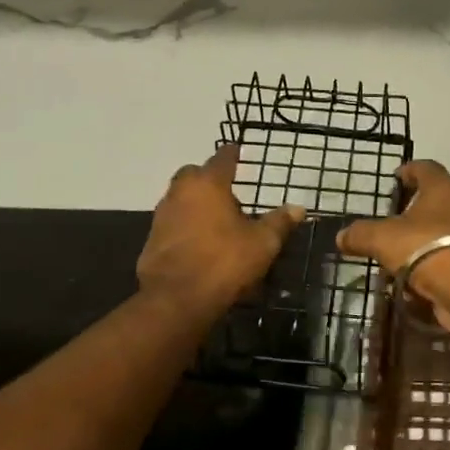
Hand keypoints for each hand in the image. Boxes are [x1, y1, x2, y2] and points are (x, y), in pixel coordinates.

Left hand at [137, 145, 302, 315]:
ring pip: (181, 199)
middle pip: (194, 175)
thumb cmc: (224, 262)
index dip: (233, 154)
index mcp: (208, 185)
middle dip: (209, 179)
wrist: (176, 299)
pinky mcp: (152, 240)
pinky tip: (201, 244)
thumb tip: (298, 208)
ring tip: (218, 221)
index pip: (222, 159)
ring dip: (196, 204)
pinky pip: (173, 224)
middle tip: (229, 193)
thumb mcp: (262, 243)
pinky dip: (186, 227)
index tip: (238, 151)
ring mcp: (162, 216)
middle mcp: (180, 193)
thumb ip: (279, 222)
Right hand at [337, 161, 449, 331]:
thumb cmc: (424, 247)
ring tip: (396, 256)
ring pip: (441, 234)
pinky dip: (430, 269)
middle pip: (436, 201)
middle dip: (414, 212)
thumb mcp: (382, 238)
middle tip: (392, 220)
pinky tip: (412, 283)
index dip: (409, 170)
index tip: (396, 176)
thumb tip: (341, 236)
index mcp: (442, 189)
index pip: (426, 168)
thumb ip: (360, 234)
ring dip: (421, 244)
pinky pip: (447, 261)